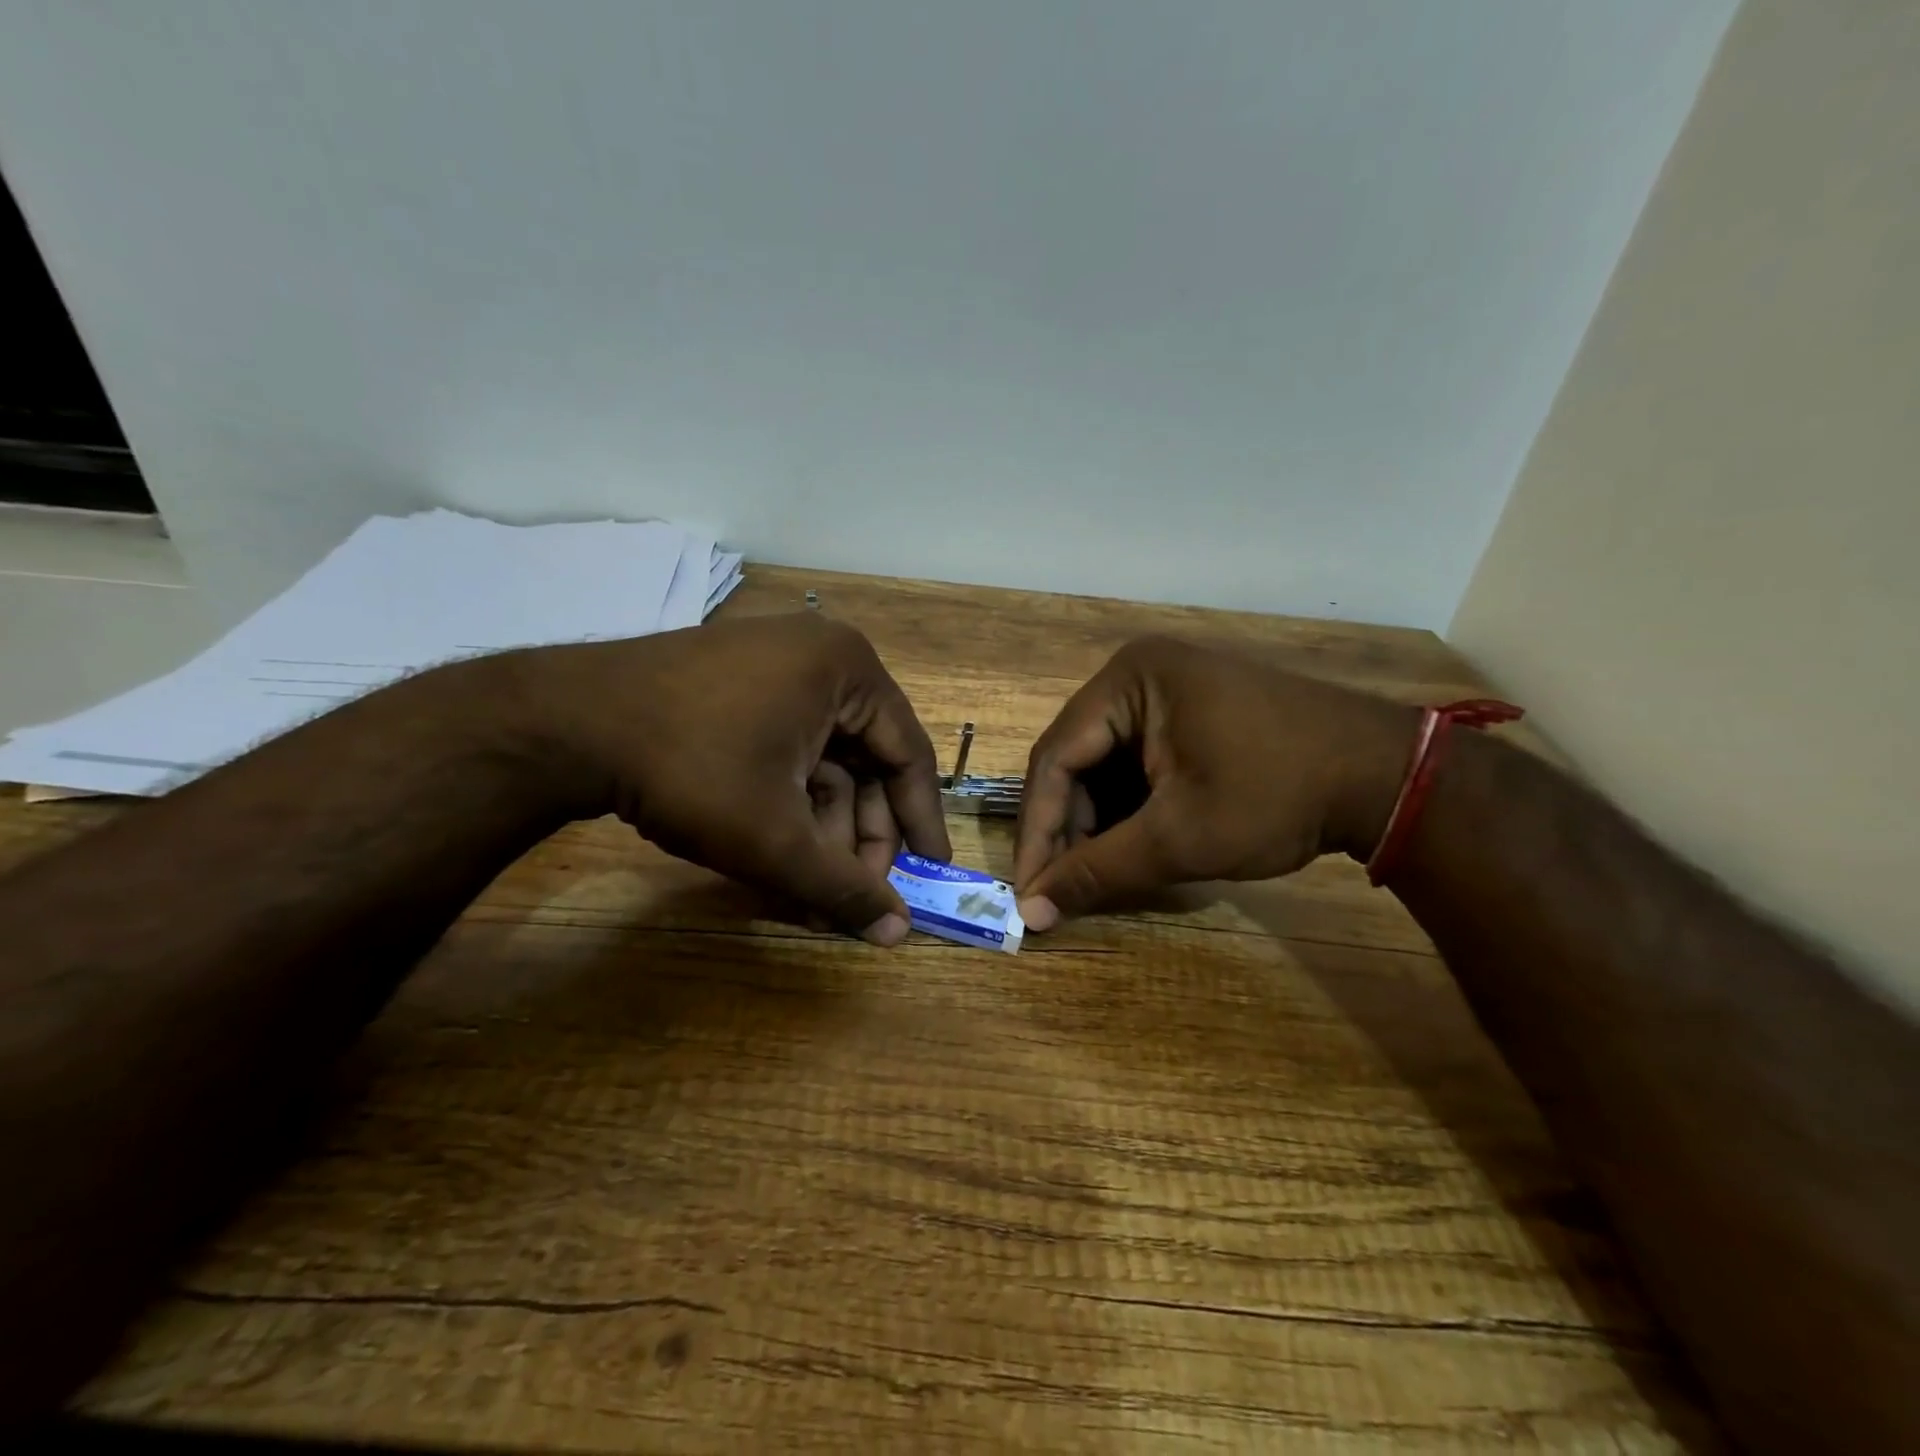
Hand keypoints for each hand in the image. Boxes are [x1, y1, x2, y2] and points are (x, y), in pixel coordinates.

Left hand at [516, 613, 950, 944]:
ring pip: (824, 759)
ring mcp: (776, 665)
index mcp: (850, 670)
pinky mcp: (738, 684)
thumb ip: (842, 888)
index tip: (929, 874)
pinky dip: (789, 800)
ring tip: (808, 887)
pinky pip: (788, 747)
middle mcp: (822, 656)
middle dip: (859, 833)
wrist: (565, 724)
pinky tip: (779, 851)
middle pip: (865, 759)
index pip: (908, 754)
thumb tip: (898, 935)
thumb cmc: (692, 769)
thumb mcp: (775, 837)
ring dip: (822, 826)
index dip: (921, 822)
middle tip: (852, 893)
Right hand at [1013, 636, 1414, 930]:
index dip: (1037, 829)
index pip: (1055, 758)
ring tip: (1099, 876)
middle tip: (1064, 889)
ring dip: (1097, 823)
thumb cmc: (1277, 796)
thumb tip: (1032, 913)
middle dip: (1070, 828)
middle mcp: (1137, 675)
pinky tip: (1132, 847)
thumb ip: (1098, 872)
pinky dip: (1128, 808)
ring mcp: (1166, 691)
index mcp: (1128, 680)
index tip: (1028, 889)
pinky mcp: (1189, 712)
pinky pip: (1136, 763)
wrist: (1387, 777)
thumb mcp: (1180, 838)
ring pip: (1104, 765)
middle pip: (1077, 759)